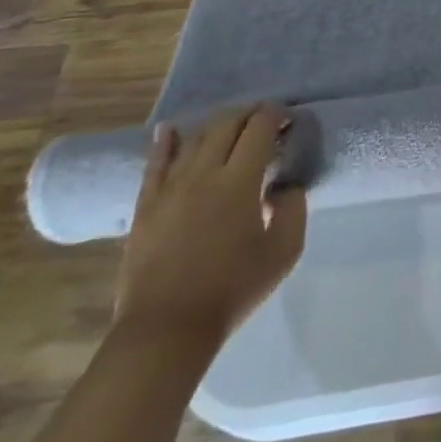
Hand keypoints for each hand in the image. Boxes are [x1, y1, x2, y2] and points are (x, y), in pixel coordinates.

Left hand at [114, 104, 307, 349]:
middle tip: (264, 117)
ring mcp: (169, 188)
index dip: (275, 116)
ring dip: (216, 125)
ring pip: (194, 139)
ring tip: (231, 124)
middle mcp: (203, 174)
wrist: (167, 328)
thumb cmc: (233, 288)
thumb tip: (285, 185)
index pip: (259, 130)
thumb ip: (294, 208)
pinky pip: (155, 164)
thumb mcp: (284, 251)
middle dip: (248, 113)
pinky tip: (170, 130)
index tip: (287, 118)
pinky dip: (165, 143)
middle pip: (225, 125)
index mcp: (239, 181)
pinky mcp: (146, 206)